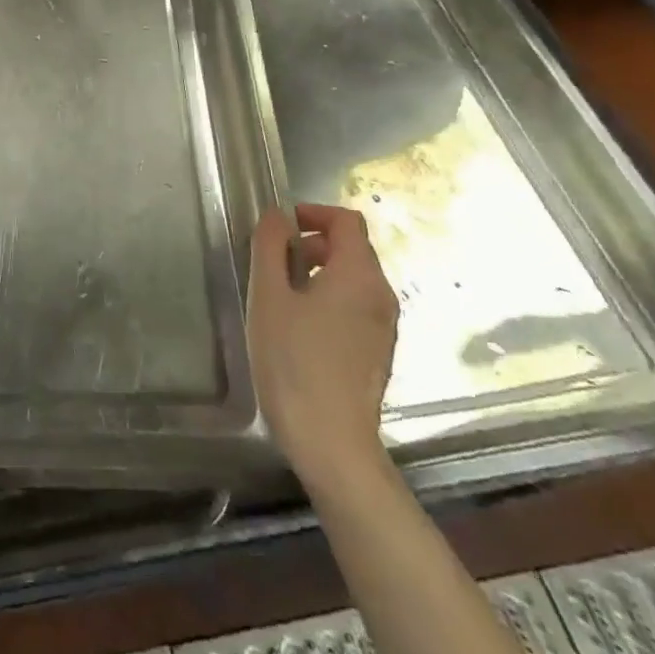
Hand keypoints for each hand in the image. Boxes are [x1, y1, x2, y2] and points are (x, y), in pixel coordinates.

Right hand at [247, 203, 398, 487]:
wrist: (330, 440)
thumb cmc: (293, 360)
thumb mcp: (269, 295)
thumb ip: (270, 247)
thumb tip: (277, 215)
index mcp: (359, 274)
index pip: (347, 220)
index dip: (313, 213)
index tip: (278, 227)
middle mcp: (382, 295)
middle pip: (352, 249)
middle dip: (312, 244)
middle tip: (272, 262)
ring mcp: (385, 327)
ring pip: (354, 280)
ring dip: (318, 273)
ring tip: (280, 296)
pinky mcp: (379, 352)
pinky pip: (356, 308)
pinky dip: (329, 299)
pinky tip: (299, 328)